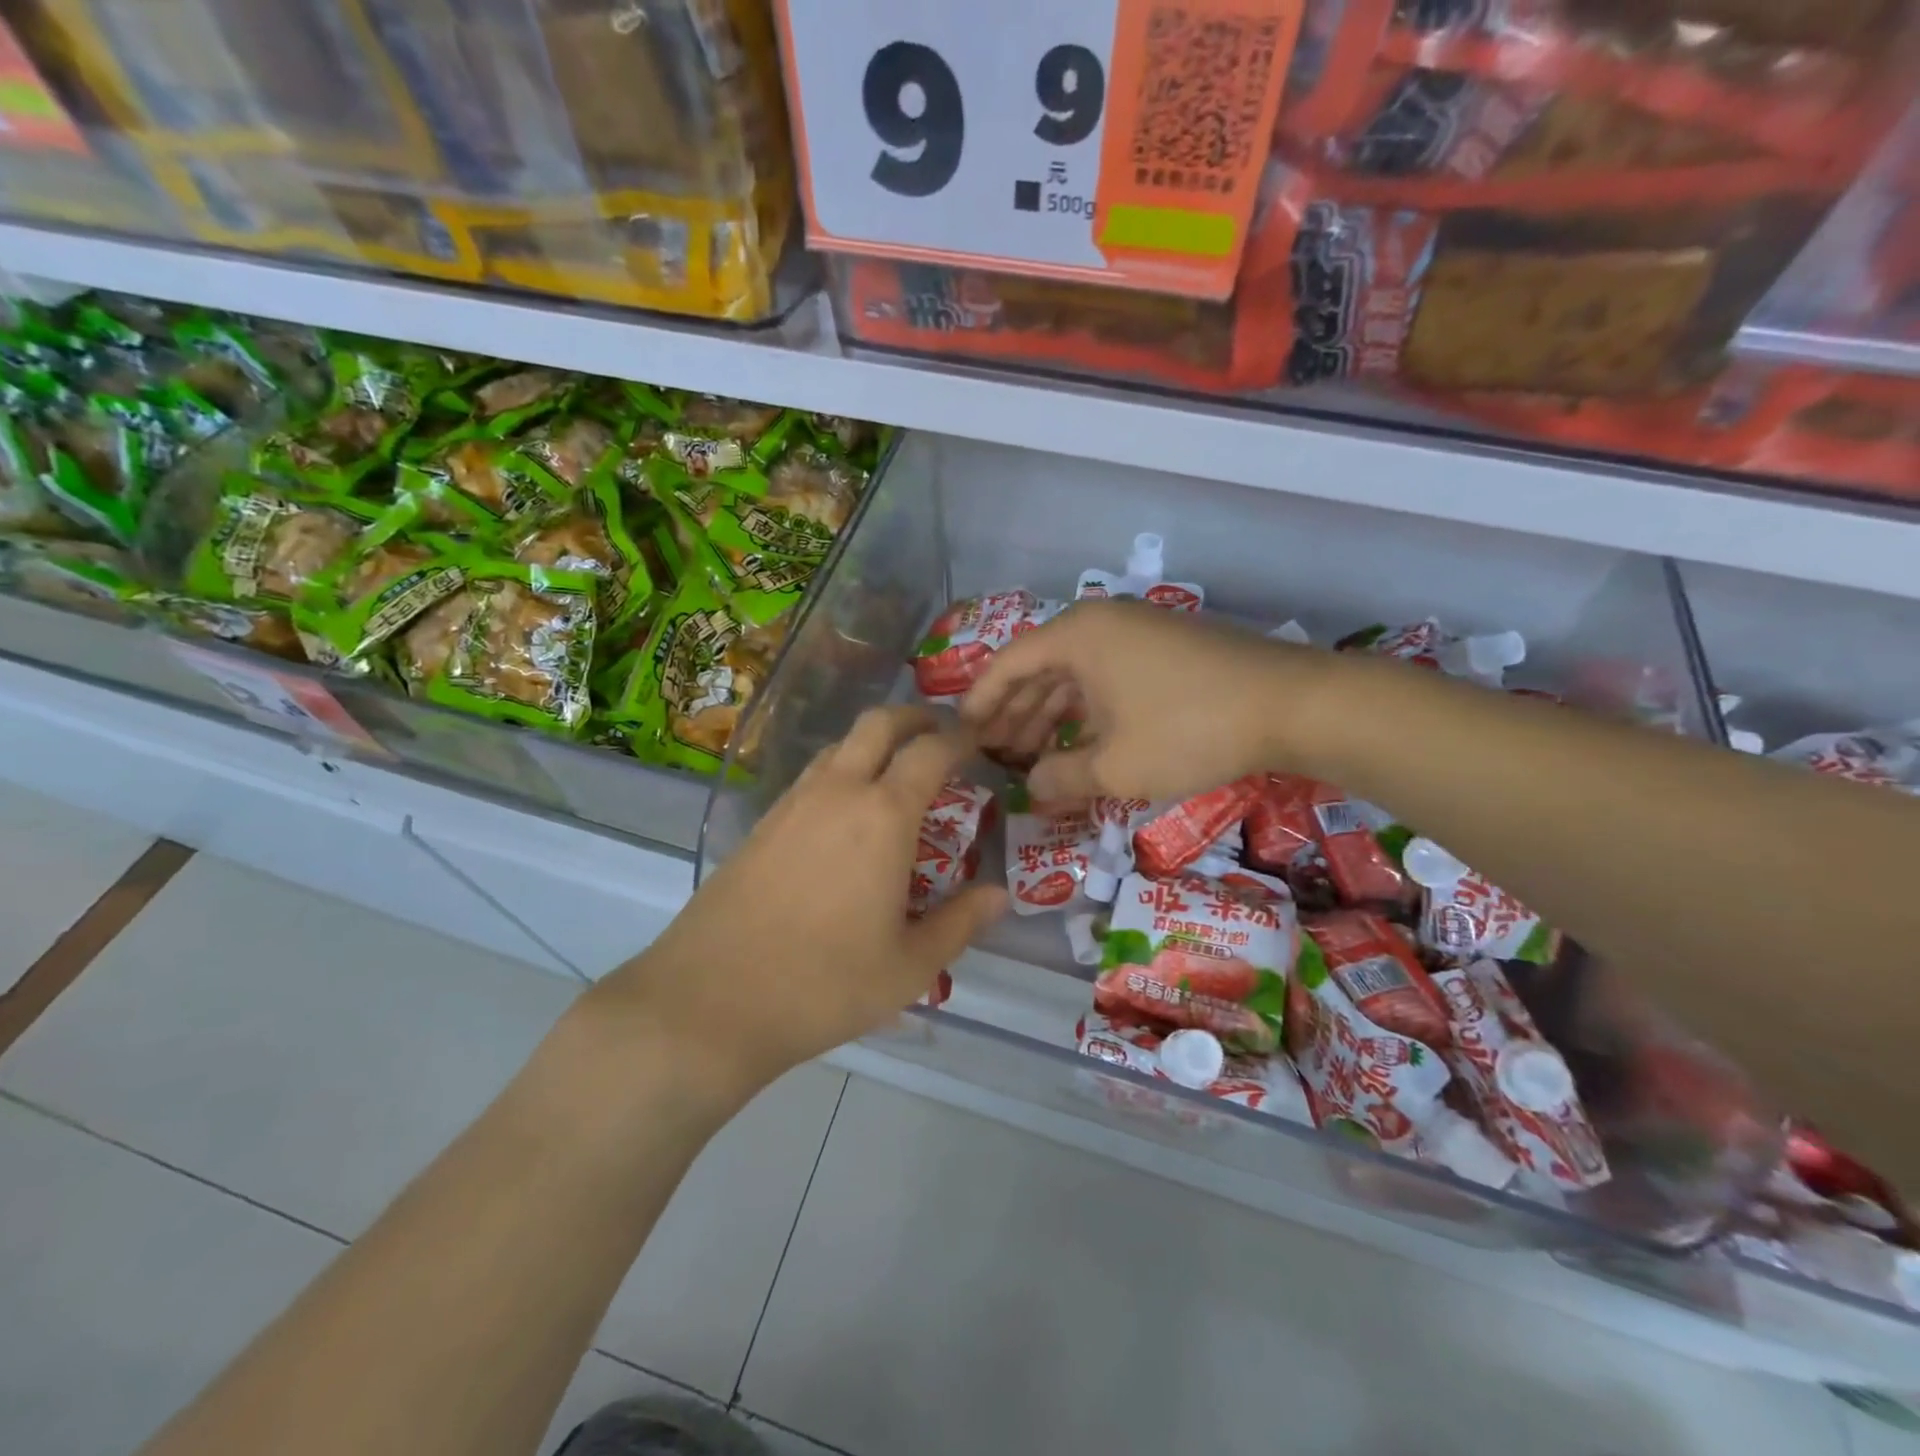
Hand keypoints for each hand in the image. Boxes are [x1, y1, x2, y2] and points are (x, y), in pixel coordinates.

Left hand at [592, 706, 1006, 1094]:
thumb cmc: (825, 984)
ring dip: (872, 743)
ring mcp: (791, 804)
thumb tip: (1000, 895)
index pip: (930, 752)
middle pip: (877, 724)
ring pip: (838, 746)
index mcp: (882, 815)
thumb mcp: (910, 966)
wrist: (710, 1001)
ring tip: (895, 773)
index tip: (978, 738)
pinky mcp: (760, 825)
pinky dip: (840, 772)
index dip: (959, 737)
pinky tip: (845, 815)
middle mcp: (837, 792)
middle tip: (938, 732)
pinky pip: (810, 778)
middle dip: (913, 717)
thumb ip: (961, 923)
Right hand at [960, 600, 1332, 802]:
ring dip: (1049, 716)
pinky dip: (1086, 712)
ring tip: (1031, 759)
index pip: (1005, 665)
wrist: (1293, 705)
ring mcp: (1135, 633)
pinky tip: (1080, 745)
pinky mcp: (1163, 650)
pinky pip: (1105, 679)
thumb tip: (1031, 790)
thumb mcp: (1116, 767)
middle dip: (1013, 715)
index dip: (979, 704)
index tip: (961, 737)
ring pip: (1074, 676)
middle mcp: (1099, 624)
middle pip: (1038, 669)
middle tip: (993, 757)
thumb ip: (1061, 778)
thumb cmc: (1190, 730)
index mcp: (1076, 636)